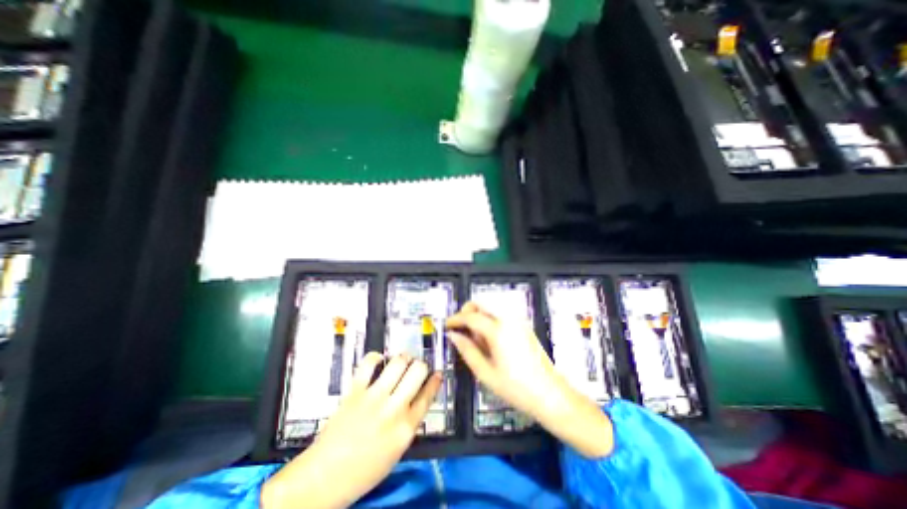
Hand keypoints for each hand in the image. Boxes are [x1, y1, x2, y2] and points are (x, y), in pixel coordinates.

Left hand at [261, 351, 441, 507]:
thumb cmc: (363, 470)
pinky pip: (369, 363)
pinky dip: (376, 357)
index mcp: (406, 428)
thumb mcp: (396, 451)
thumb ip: (409, 423)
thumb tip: (418, 399)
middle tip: (416, 367)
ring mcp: (374, 397)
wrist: (323, 478)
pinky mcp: (355, 391)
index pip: (428, 395)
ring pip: (398, 362)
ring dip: (403, 358)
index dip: (435, 381)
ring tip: (401, 361)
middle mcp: (394, 409)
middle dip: (421, 365)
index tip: (437, 374)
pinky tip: (378, 362)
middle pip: (418, 371)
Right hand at [448, 300, 615, 458]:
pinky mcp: (523, 325)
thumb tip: (453, 335)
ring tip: (474, 336)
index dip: (456, 319)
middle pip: (482, 303)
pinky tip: (489, 338)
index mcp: (498, 330)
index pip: (471, 316)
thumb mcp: (485, 373)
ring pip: (491, 306)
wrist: (550, 394)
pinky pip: (501, 313)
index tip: (447, 326)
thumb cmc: (516, 388)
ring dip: (479, 314)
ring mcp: (518, 320)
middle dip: (467, 311)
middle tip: (460, 328)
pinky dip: (490, 318)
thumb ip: (467, 350)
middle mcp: (508, 319)